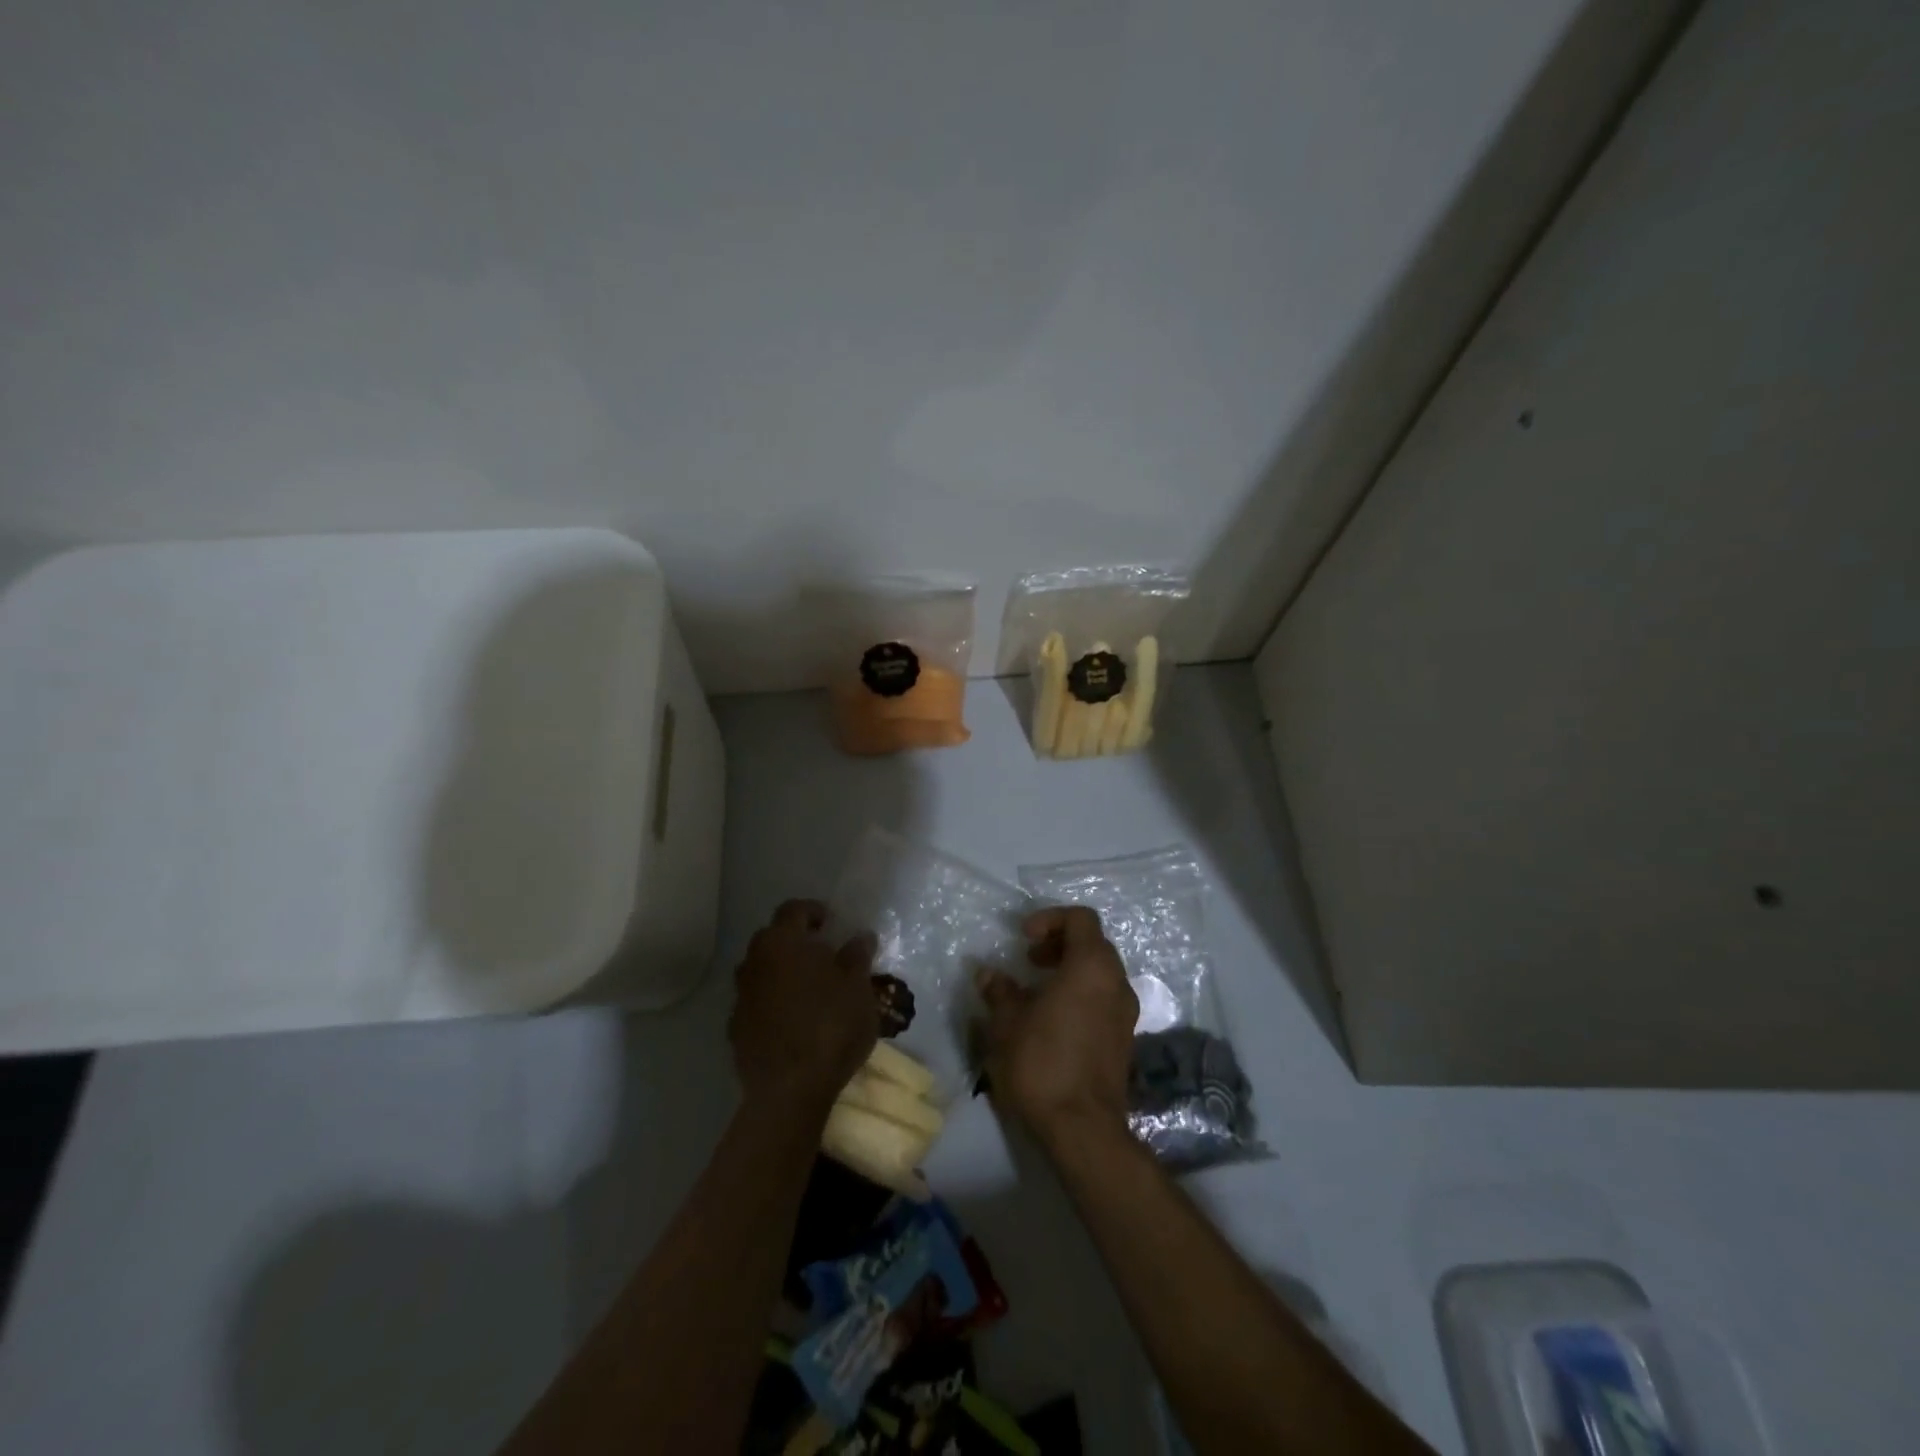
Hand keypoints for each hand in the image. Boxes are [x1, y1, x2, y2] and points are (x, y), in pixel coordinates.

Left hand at [730, 900, 878, 1109]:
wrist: (789, 1090)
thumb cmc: (831, 1025)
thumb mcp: (858, 987)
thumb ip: (857, 956)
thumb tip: (861, 936)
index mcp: (783, 942)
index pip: (793, 910)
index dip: (813, 911)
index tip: (831, 922)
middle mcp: (754, 962)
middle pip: (772, 939)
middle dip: (795, 941)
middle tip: (823, 953)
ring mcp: (740, 997)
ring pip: (761, 971)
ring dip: (781, 972)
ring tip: (809, 987)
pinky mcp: (735, 1029)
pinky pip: (756, 1003)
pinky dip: (772, 1002)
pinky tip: (792, 1019)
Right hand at [978, 906, 1138, 1148]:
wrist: (1083, 1129)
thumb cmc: (1042, 1062)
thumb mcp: (1008, 1023)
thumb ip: (999, 991)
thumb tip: (987, 973)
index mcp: (1092, 966)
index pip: (1081, 919)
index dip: (1050, 919)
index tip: (1024, 938)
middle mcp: (1116, 982)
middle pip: (1093, 943)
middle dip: (1059, 944)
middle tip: (1029, 960)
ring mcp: (1125, 1013)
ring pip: (1100, 973)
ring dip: (1070, 970)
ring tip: (1036, 990)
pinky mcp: (1124, 1039)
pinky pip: (1104, 999)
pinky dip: (1080, 994)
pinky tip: (1052, 1018)